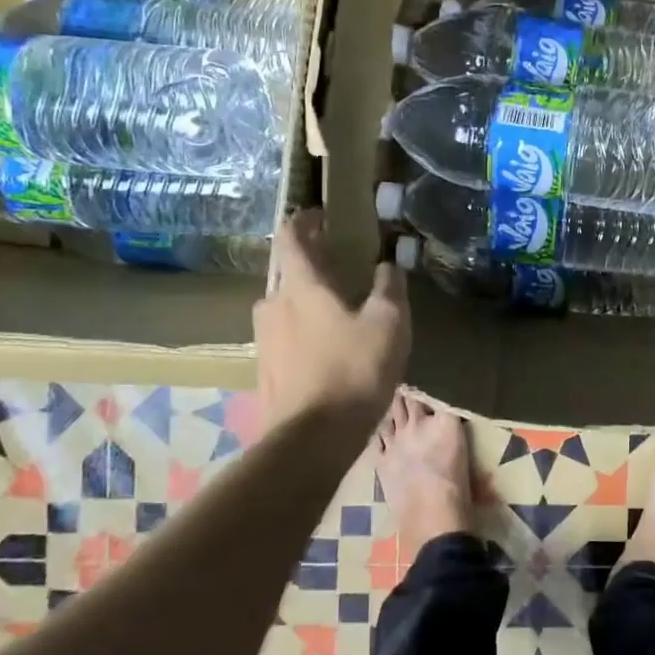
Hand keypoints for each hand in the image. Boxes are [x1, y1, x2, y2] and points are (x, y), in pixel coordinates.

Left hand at [253, 210, 409, 430]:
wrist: (311, 440)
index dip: (304, 220)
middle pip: (286, 271)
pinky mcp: (266, 370)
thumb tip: (388, 265)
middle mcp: (273, 305)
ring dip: (305, 296)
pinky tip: (326, 344)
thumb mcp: (388, 323)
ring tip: (335, 303)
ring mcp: (264, 340)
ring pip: (284, 305)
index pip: (290, 237)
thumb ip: (390, 287)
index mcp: (300, 286)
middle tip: (337, 259)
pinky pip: (284, 335)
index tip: (320, 214)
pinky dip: (302, 327)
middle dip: (309, 260)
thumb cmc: (353, 370)